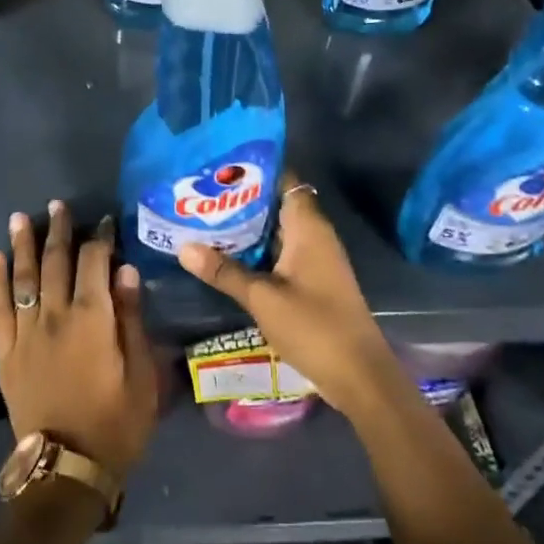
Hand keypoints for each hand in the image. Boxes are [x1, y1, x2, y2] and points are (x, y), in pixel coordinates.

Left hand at [0, 201, 157, 479]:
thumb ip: (130, 318)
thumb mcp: (142, 374)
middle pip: (55, 262)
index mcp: (92, 319)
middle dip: (59, 231)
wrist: (66, 467)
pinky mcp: (6, 351)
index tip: (105, 222)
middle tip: (59, 205)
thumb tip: (124, 270)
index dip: (100, 239)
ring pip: (23, 278)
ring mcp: (26, 332)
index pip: (94, 263)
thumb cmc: (116, 423)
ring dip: (22, 245)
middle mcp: (55, 316)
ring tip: (20, 218)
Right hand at [177, 174, 401, 417]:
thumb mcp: (262, 298)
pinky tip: (226, 256)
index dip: (255, 171)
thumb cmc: (314, 327)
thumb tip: (184, 247)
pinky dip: (256, 252)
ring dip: (246, 229)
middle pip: (277, 205)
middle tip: (200, 195)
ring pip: (277, 232)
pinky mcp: (312, 281)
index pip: (284, 181)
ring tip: (204, 220)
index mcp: (308, 228)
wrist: (358, 375)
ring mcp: (315, 260)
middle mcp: (315, 236)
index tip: (219, 167)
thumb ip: (223, 271)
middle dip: (241, 200)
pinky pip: (280, 254)